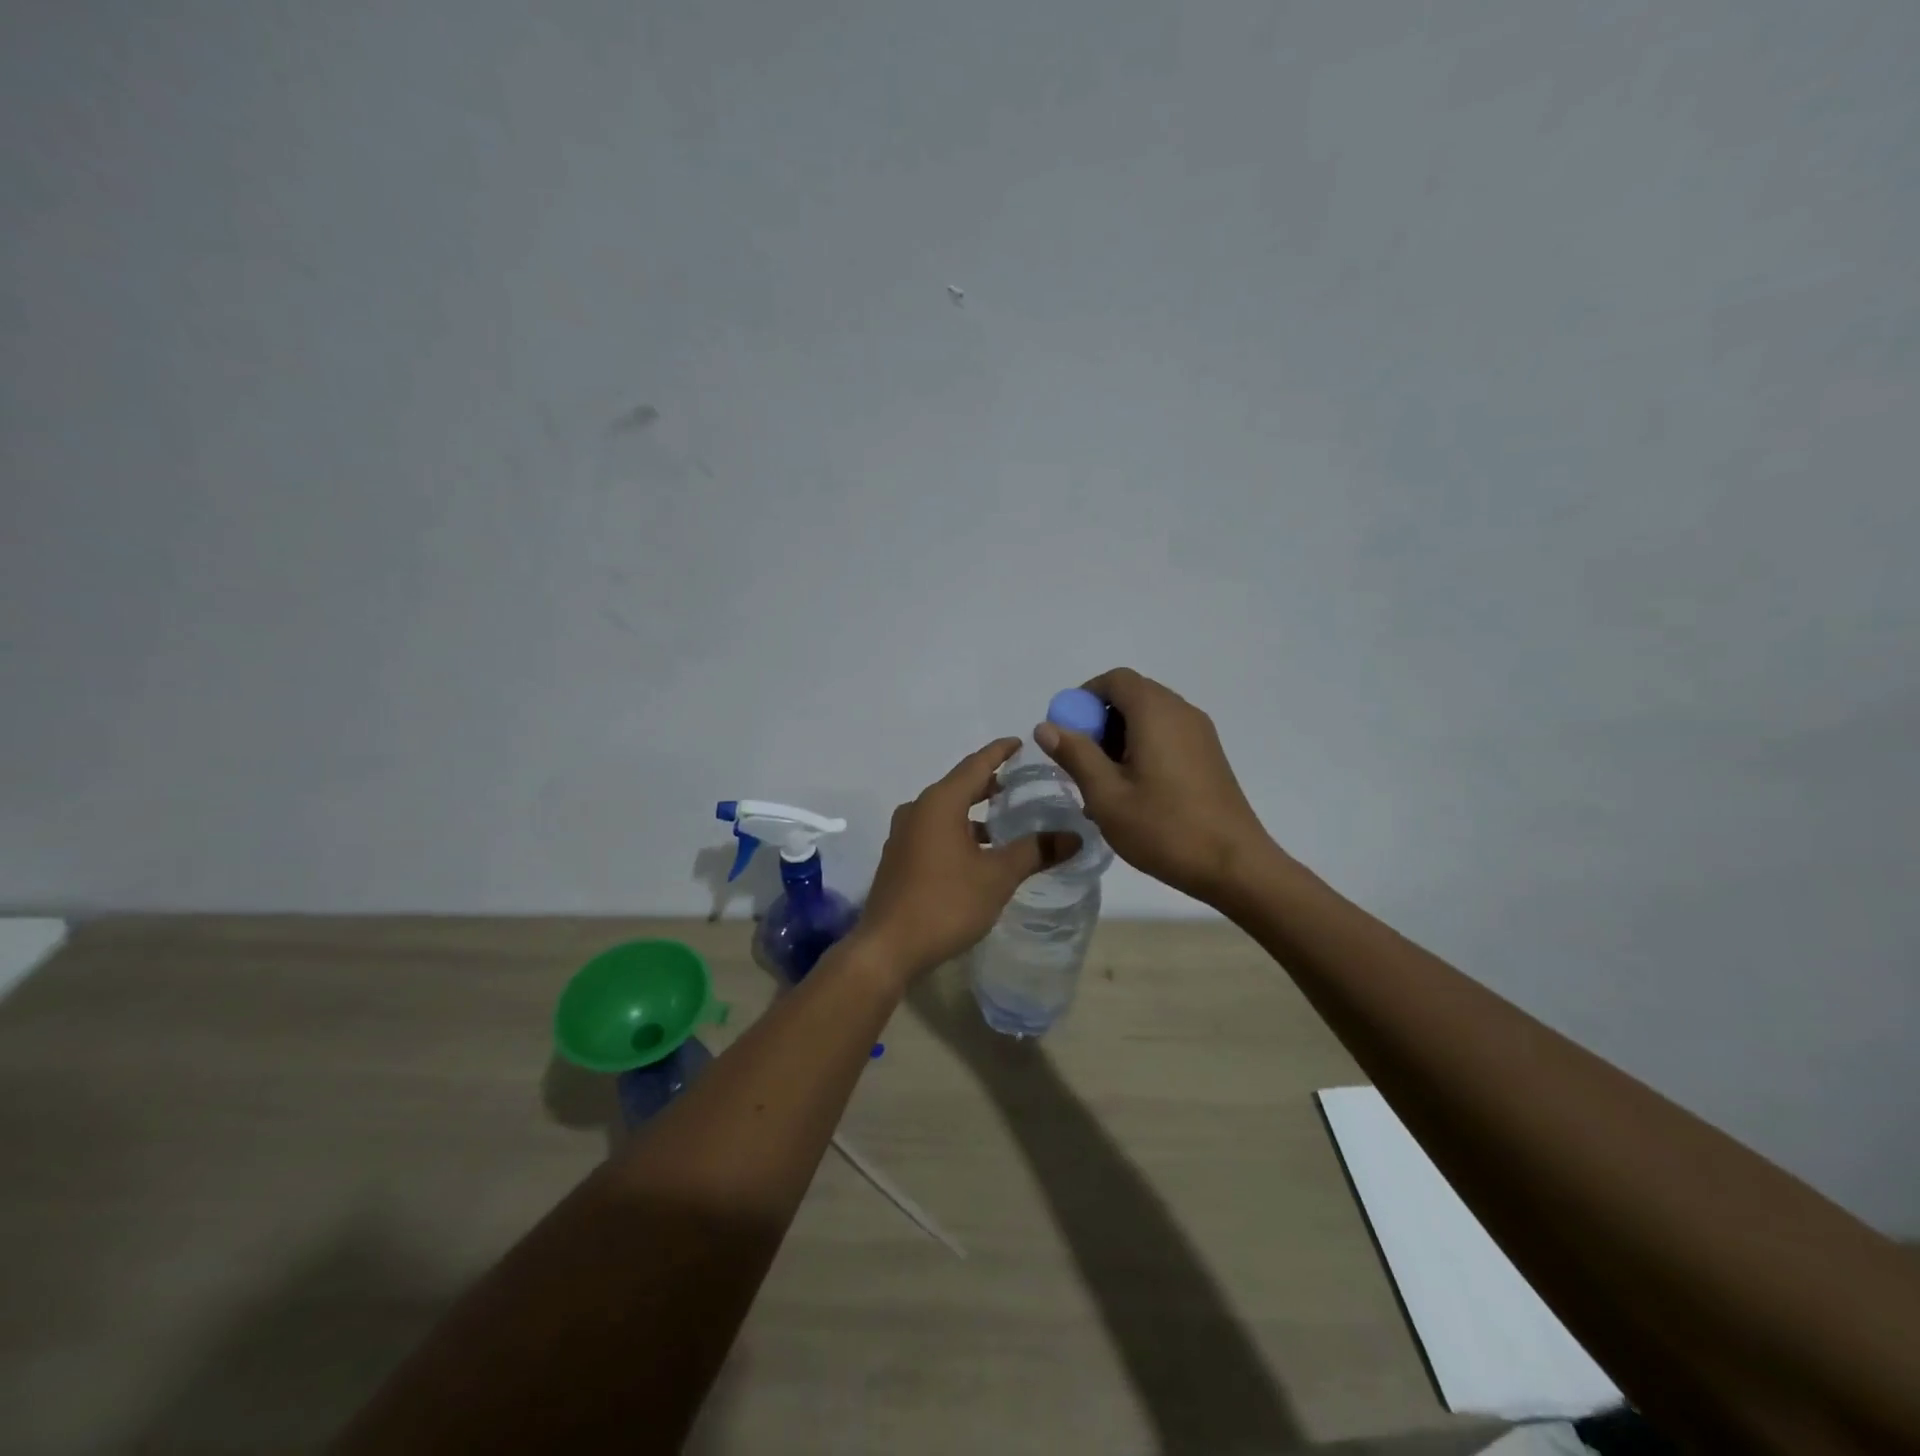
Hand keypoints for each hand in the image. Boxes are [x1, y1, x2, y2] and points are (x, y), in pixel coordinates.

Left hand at [854, 739, 1078, 981]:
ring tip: (1005, 821)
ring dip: (974, 812)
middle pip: (959, 786)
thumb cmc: (945, 903)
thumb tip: (1074, 837)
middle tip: (1020, 783)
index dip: (1000, 752)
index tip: (1021, 742)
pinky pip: (934, 831)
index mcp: (939, 803)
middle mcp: (917, 810)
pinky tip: (978, 853)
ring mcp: (904, 835)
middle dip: (989, 783)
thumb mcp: (997, 877)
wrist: (887, 947)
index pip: (975, 765)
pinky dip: (959, 831)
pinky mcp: (899, 858)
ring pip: (945, 811)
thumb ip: (1035, 851)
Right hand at [1035, 668, 1272, 905]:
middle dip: (1099, 721)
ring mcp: (1200, 734)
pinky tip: (1132, 793)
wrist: (1235, 865)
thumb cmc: (1164, 828)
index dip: (1084, 697)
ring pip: (1149, 718)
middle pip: (1132, 696)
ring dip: (1119, 738)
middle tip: (1081, 762)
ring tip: (1103, 784)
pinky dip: (1142, 749)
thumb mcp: (1107, 795)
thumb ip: (1075, 755)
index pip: (1115, 680)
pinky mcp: (1209, 756)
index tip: (1066, 731)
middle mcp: (1181, 712)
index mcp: (1156, 713)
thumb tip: (1046, 726)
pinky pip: (1166, 736)